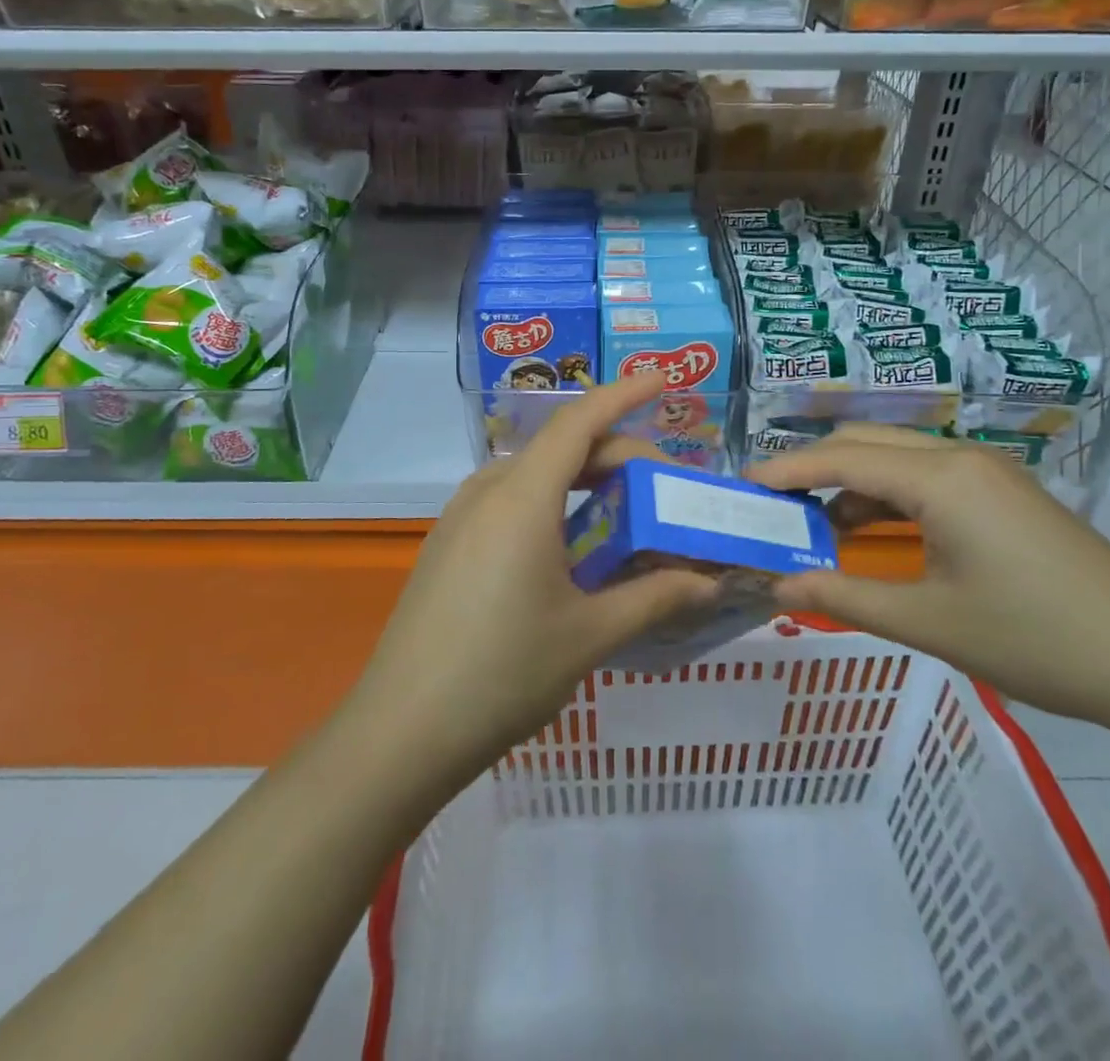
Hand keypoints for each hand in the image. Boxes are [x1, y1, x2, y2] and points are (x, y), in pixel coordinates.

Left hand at [341, 373, 715, 789]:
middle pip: (562, 450)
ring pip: (535, 476)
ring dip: (585, 483)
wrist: (401, 730)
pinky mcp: (448, 544)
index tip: (663, 379)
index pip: (579, 422)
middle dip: (619, 457)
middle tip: (667, 492)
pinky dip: (553, 506)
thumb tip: (708, 581)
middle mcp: (487, 491)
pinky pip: (510, 503)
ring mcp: (460, 517)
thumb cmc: (503, 672)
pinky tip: (572, 549)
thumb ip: (654, 598)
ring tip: (626, 517)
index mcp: (522, 497)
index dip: (624, 394)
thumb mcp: (589, 635)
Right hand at [749, 425, 1109, 730]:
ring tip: (813, 527)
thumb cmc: (1038, 641)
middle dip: (811, 469)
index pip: (841, 458)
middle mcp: (960, 457)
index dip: (785, 470)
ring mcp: (987, 472)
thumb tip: (775, 585)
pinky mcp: (1002, 494)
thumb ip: (844, 596)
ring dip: (850, 485)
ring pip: (895, 459)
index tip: (741, 487)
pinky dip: (887, 499)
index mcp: (941, 479)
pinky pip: (926, 479)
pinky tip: (871, 535)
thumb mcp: (930, 624)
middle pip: (864, 444)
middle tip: (771, 507)